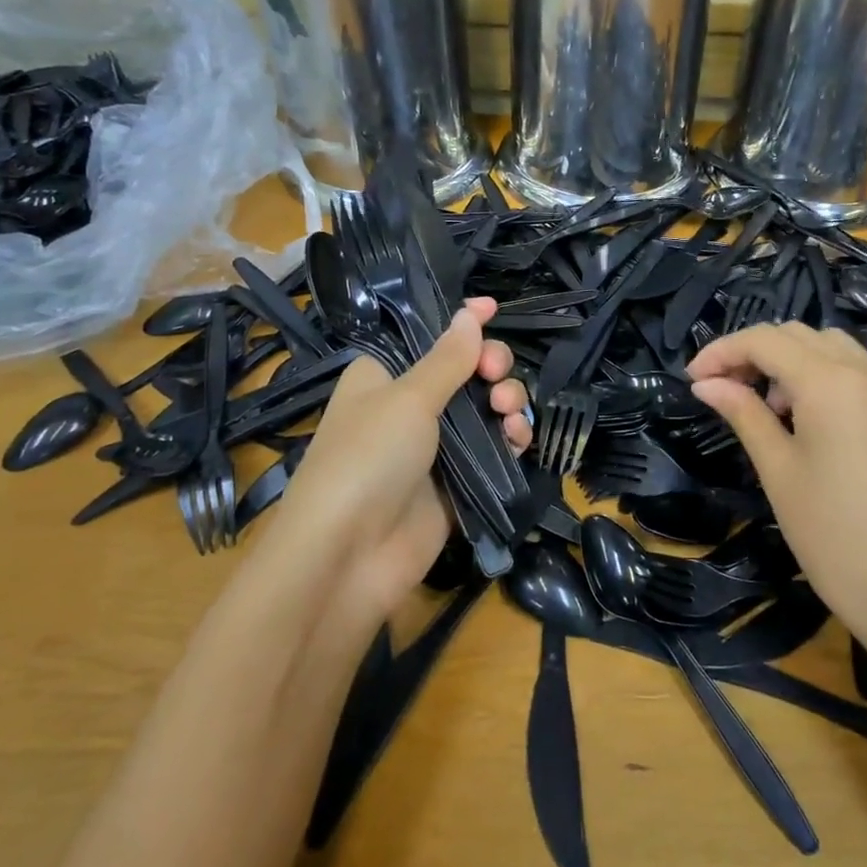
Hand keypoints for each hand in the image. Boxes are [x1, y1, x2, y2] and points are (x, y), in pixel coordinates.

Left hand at [269, 298, 529, 625]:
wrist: (348, 557)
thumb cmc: (367, 458)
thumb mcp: (408, 399)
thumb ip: (447, 359)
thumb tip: (470, 314)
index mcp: (384, 375)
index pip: (428, 337)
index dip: (461, 323)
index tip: (492, 308)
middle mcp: (409, 406)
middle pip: (465, 371)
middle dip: (490, 366)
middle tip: (496, 376)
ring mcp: (434, 446)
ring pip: (484, 409)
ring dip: (506, 402)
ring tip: (509, 412)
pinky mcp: (455, 482)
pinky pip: (492, 449)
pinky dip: (510, 438)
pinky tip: (518, 438)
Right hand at [686, 322, 866, 646]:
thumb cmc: (831, 533)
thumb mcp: (777, 469)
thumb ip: (742, 413)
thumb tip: (705, 384)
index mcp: (831, 382)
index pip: (765, 341)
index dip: (722, 351)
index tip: (692, 379)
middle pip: (798, 335)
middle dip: (753, 352)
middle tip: (721, 389)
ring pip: (829, 347)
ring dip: (788, 360)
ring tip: (764, 406)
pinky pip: (854, 371)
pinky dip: (820, 375)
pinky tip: (802, 416)